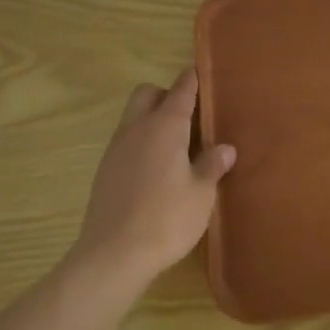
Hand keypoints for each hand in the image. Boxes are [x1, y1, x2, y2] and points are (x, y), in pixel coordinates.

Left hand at [69, 69, 235, 287]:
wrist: (113, 256)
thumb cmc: (166, 219)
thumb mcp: (201, 193)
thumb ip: (212, 165)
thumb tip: (225, 148)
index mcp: (164, 127)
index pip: (180, 90)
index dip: (192, 80)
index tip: (202, 73)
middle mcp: (136, 129)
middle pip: (147, 94)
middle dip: (166, 96)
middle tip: (190, 118)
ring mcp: (116, 149)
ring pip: (133, 117)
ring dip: (152, 120)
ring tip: (177, 146)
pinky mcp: (105, 171)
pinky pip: (126, 141)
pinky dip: (141, 143)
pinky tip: (157, 170)